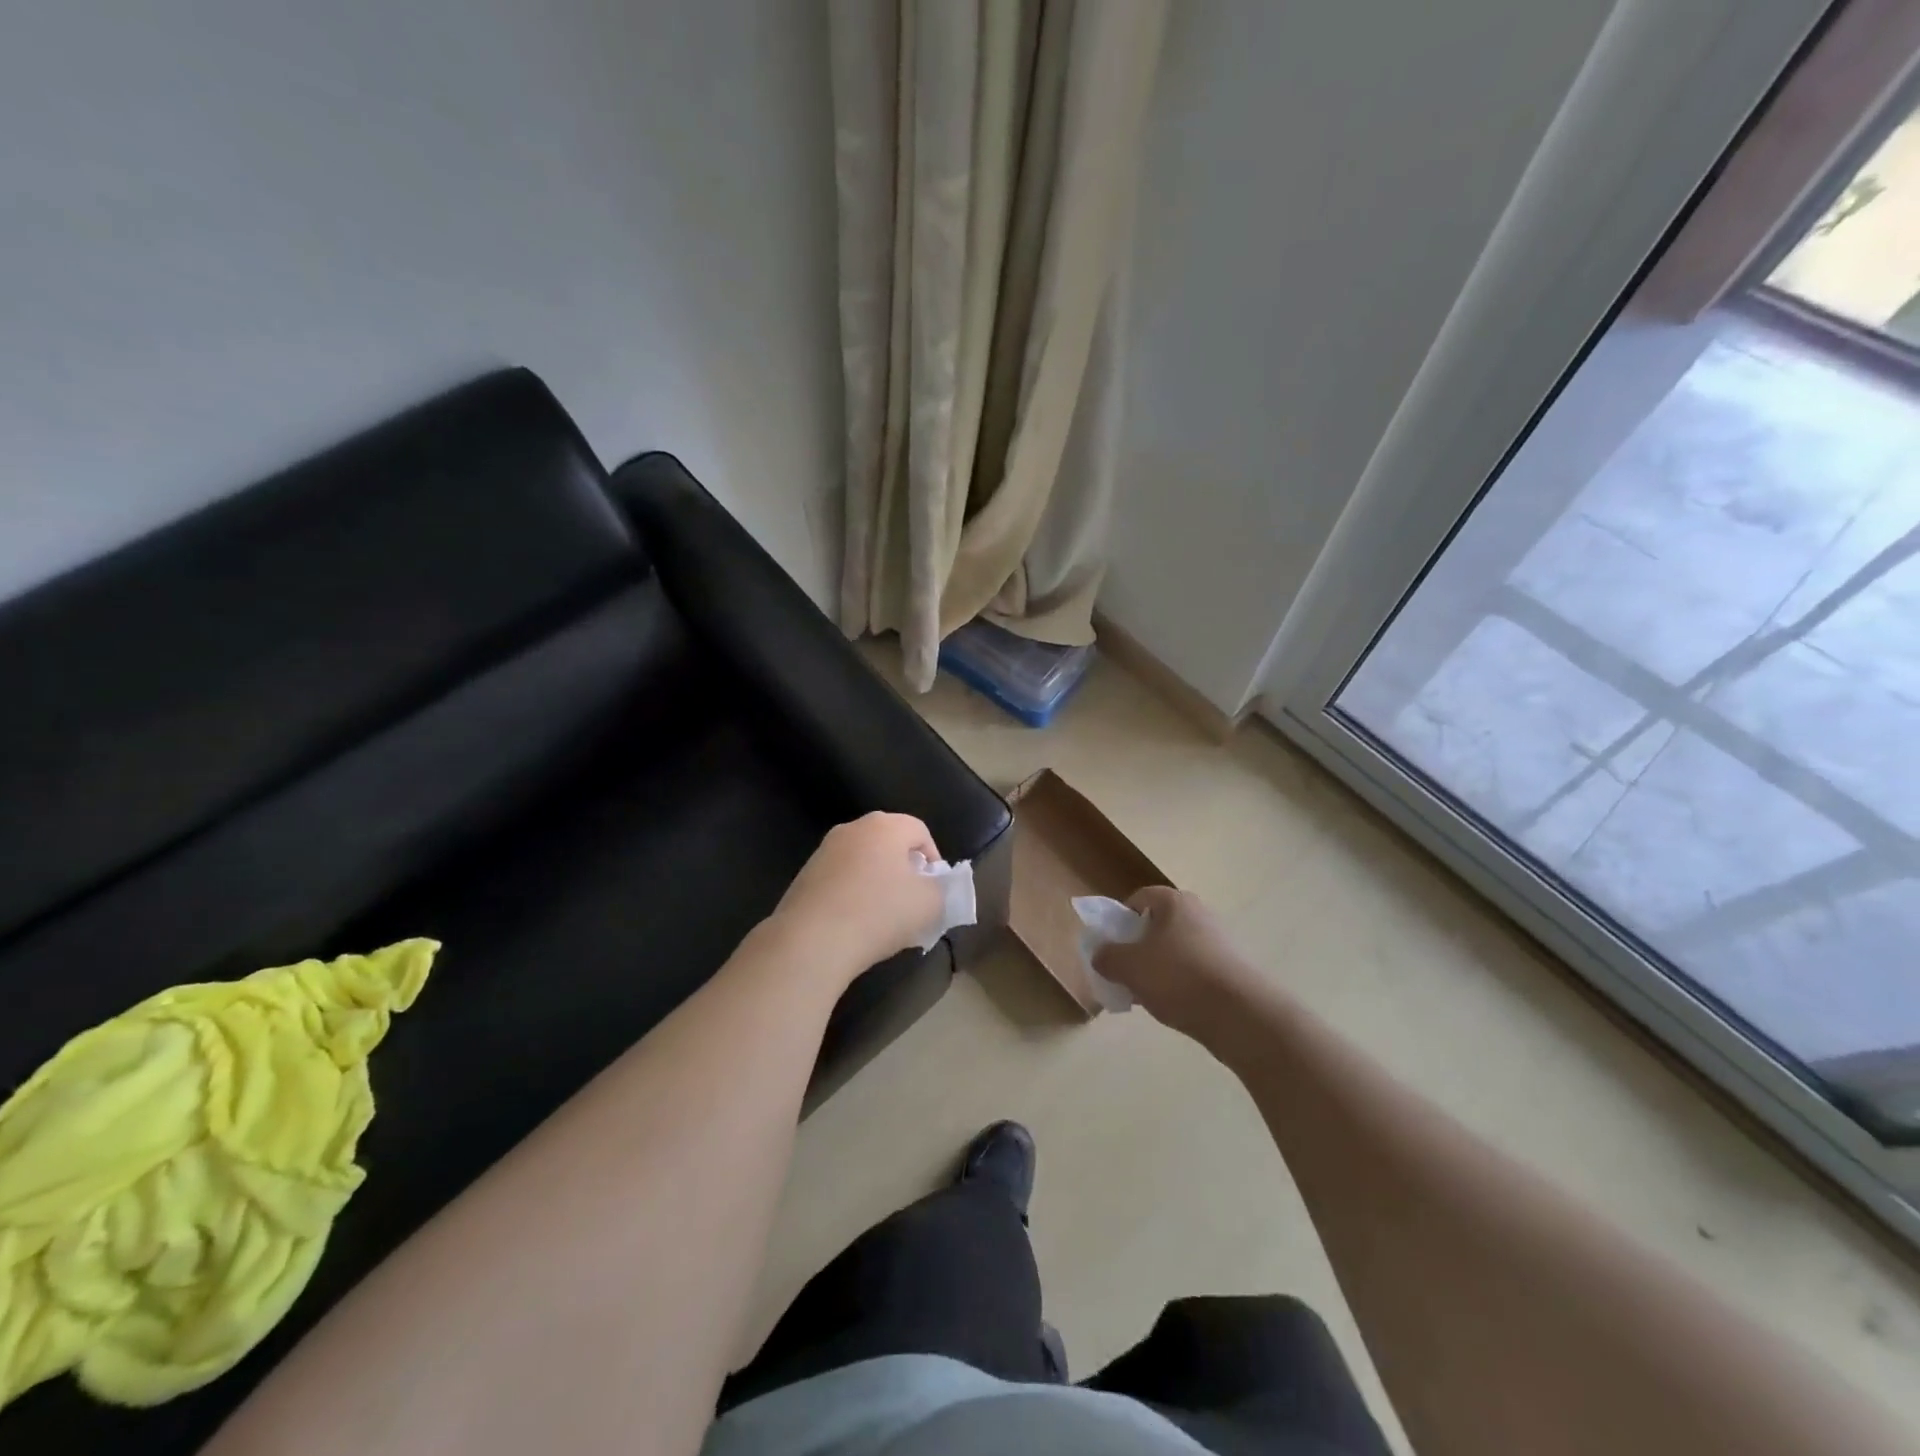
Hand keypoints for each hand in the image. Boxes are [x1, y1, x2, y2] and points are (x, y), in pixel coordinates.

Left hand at [772, 812, 945, 982]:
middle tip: (912, 901)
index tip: (935, 890)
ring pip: (862, 862)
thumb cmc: (879, 913)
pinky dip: (852, 895)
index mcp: (885, 826)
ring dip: (877, 883)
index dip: (934, 860)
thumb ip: (941, 889)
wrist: (812, 941)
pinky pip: (840, 880)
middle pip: (889, 843)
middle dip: (904, 870)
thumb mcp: (930, 904)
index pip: (920, 831)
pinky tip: (855, 924)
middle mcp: (852, 829)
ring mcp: (823, 851)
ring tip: (883, 918)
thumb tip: (931, 887)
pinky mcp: (804, 876)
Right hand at [1091, 886, 1258, 1044]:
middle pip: (1157, 925)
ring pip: (1175, 950)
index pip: (1138, 899)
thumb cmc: (1178, 978)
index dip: (1120, 921)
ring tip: (1147, 996)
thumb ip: (1107, 957)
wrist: (1241, 1014)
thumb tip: (1101, 955)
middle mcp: (1199, 913)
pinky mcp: (1231, 968)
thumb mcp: (1129, 967)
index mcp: (1174, 901)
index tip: (1112, 947)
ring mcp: (1219, 941)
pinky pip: (1194, 970)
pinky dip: (1180, 984)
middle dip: (1138, 948)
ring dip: (1158, 969)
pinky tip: (1174, 1006)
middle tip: (1126, 974)